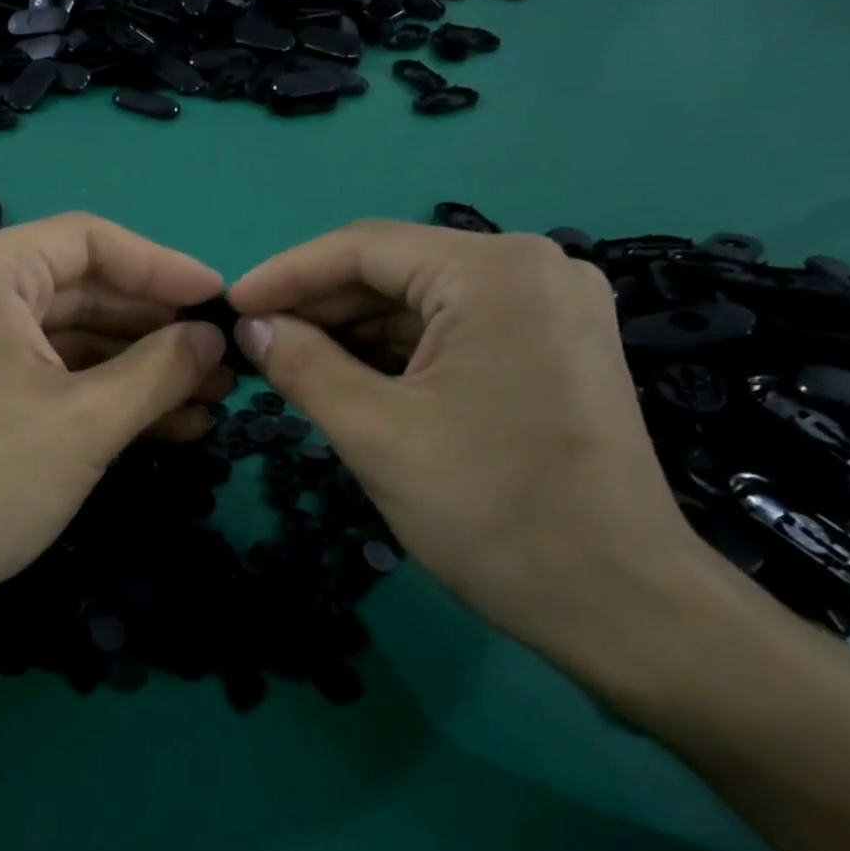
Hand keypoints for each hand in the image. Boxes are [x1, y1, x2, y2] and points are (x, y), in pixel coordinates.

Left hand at [0, 213, 231, 650]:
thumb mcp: (88, 422)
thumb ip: (161, 369)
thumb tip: (212, 339)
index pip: (93, 242)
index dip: (165, 269)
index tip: (220, 302)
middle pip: (85, 289)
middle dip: (158, 330)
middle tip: (223, 363)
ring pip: (71, 337)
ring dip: (139, 368)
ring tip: (209, 400)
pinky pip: (48, 371)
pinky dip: (102, 392)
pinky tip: (166, 424)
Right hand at [227, 222, 702, 659]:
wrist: (619, 602)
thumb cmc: (490, 511)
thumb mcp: (375, 433)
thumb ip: (301, 364)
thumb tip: (250, 326)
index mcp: (494, 271)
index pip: (364, 248)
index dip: (286, 275)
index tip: (230, 306)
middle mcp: (532, 269)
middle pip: (396, 271)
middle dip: (319, 307)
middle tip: (254, 343)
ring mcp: (550, 310)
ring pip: (423, 304)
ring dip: (354, 333)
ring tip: (289, 364)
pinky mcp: (554, 350)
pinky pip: (454, 333)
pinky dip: (396, 354)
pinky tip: (349, 380)